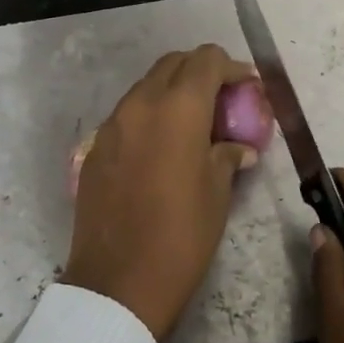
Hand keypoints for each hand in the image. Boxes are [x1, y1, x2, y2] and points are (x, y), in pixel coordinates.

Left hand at [65, 45, 260, 339]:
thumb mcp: (217, 193)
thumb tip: (238, 148)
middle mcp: (140, 104)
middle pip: (173, 64)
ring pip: (146, 87)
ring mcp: (112, 124)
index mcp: (177, 108)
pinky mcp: (95, 148)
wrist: (118, 282)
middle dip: (201, 73)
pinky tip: (163, 148)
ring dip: (173, 92)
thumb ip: (227, 156)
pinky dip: (150, 116)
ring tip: (194, 125)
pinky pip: (128, 115)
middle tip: (222, 101)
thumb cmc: (181, 235)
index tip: (248, 87)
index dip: (231, 68)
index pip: (205, 60)